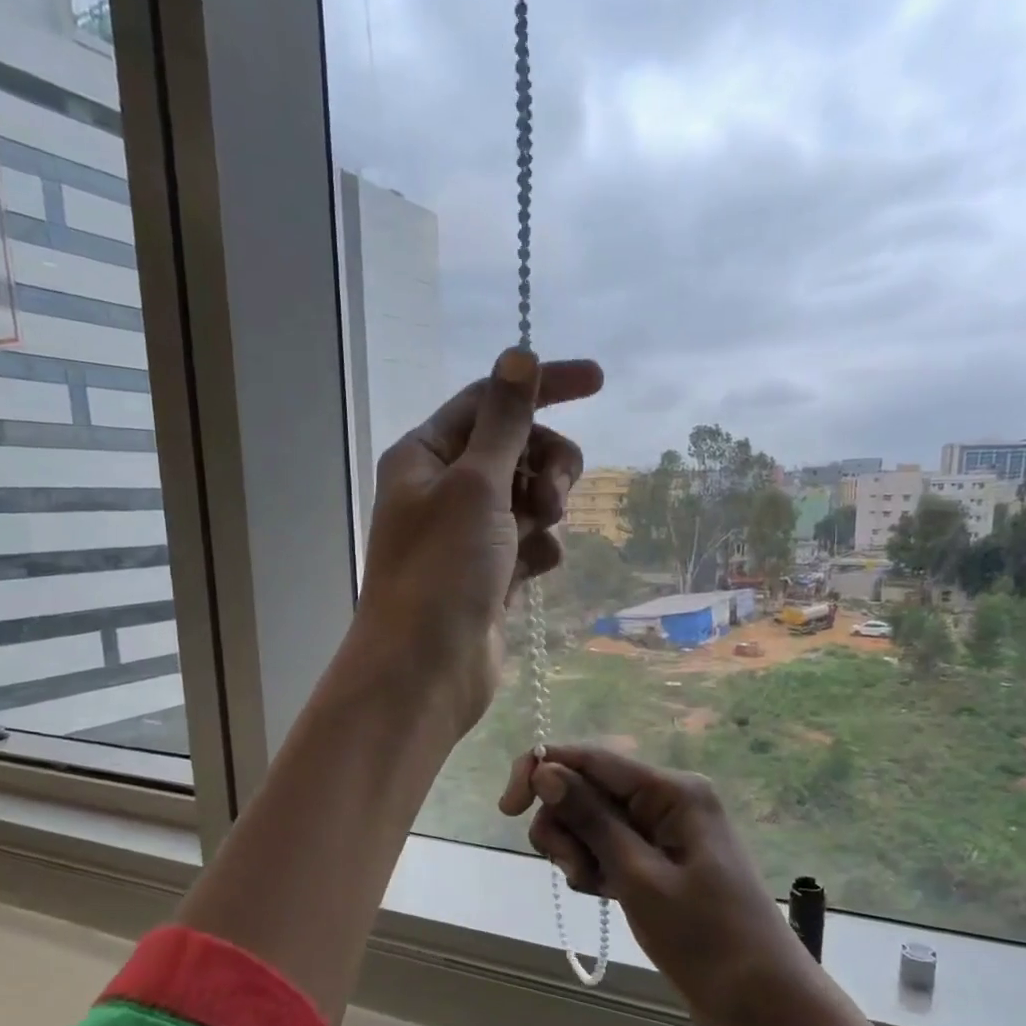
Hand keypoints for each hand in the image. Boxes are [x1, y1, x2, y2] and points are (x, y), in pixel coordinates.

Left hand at [357, 349, 598, 732]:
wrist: (426, 670)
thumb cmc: (443, 570)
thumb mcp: (476, 484)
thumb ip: (504, 421)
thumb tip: (520, 355)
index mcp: (426, 455)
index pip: (491, 400)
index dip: (544, 386)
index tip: (599, 382)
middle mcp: (443, 489)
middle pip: (515, 448)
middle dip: (545, 463)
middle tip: (551, 496)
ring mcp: (467, 534)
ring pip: (527, 496)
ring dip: (545, 508)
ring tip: (538, 535)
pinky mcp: (489, 573)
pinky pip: (529, 542)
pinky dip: (539, 549)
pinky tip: (535, 571)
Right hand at [498, 745, 818, 1025]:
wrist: (761, 1003)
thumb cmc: (705, 939)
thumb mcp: (638, 876)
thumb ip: (591, 819)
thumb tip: (545, 769)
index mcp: (672, 791)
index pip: (592, 758)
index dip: (542, 770)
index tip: (506, 809)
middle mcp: (667, 800)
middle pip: (588, 788)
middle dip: (565, 824)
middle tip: (574, 871)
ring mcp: (664, 831)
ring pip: (593, 820)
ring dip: (577, 850)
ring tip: (593, 889)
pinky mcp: (659, 860)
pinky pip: (610, 846)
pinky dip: (595, 866)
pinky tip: (603, 895)